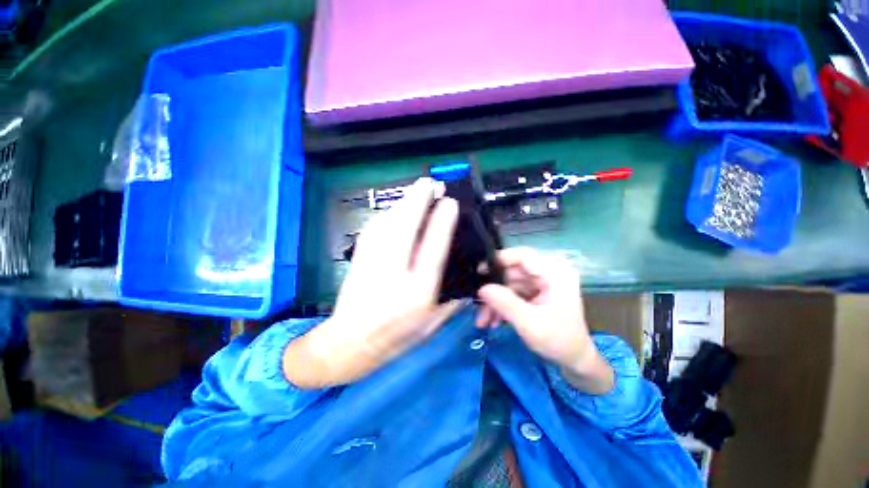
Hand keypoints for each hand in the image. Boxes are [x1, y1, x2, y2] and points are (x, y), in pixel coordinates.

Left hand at [284, 178, 460, 388]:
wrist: (349, 342)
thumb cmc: (396, 336)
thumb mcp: (433, 325)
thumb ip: (453, 301)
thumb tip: (468, 276)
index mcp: (417, 291)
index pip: (432, 248)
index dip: (441, 221)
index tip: (449, 202)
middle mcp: (394, 272)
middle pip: (405, 227)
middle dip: (418, 200)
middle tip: (430, 182)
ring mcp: (372, 261)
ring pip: (388, 222)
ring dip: (403, 202)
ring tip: (417, 190)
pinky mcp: (359, 256)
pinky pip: (375, 227)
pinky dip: (388, 213)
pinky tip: (396, 208)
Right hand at [477, 248, 613, 393]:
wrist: (574, 361)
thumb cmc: (559, 341)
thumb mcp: (530, 324)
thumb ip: (505, 303)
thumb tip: (481, 288)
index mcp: (555, 274)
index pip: (523, 256)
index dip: (500, 260)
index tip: (480, 271)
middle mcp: (548, 273)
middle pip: (512, 272)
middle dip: (494, 290)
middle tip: (478, 304)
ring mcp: (541, 283)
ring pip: (508, 284)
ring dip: (494, 302)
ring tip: (483, 321)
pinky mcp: (535, 293)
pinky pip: (512, 293)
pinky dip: (501, 306)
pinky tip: (493, 320)